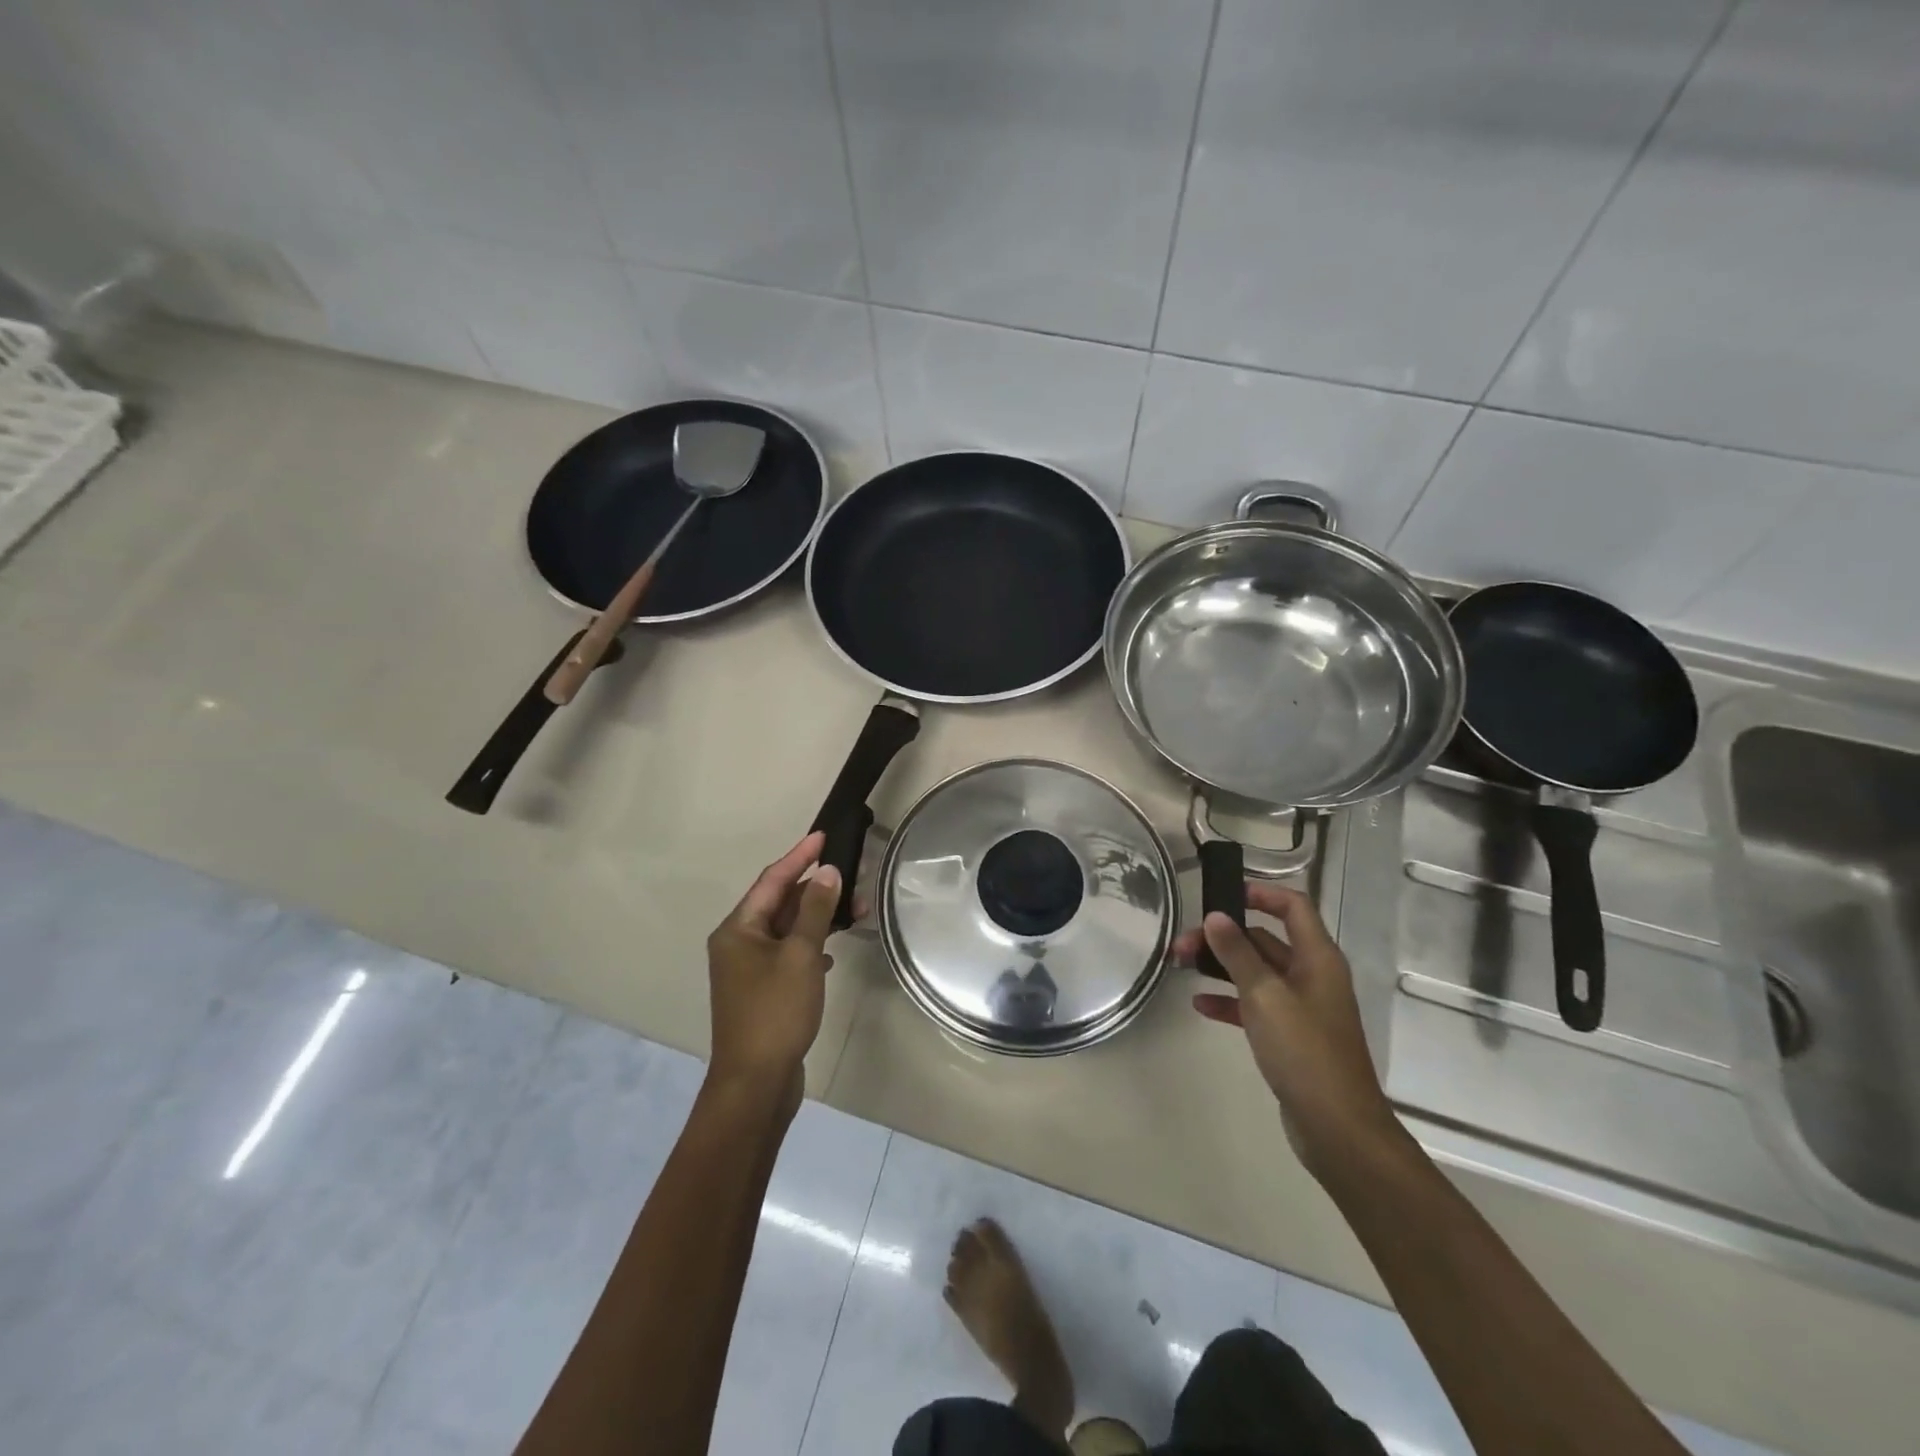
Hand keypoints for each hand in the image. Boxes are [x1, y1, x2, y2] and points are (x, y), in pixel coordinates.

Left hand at [705, 831, 840, 1109]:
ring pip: (786, 930)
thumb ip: (815, 911)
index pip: (772, 880)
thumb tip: (828, 873)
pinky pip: (788, 954)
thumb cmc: (775, 1012)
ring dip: (818, 919)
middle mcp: (738, 944)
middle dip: (816, 890)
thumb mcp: (800, 956)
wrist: (755, 1082)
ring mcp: (748, 970)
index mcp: (738, 929)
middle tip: (852, 878)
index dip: (799, 856)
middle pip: (779, 903)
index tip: (824, 836)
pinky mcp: (762, 991)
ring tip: (855, 913)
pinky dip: (810, 947)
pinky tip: (831, 954)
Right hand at [1173, 884, 1401, 1183]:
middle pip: (1265, 940)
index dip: (1260, 893)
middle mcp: (1312, 976)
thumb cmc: (1304, 1051)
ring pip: (1256, 973)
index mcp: (1317, 958)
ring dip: (1221, 967)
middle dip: (1224, 937)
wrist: (1337, 1128)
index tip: (1222, 894)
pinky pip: (1255, 1006)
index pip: (1292, 907)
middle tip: (1181, 943)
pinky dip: (1229, 1001)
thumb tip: (1215, 916)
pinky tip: (1200, 1006)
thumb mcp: (1264, 995)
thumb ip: (1237, 953)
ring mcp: (1302, 1007)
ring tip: (1181, 967)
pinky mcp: (1290, 1036)